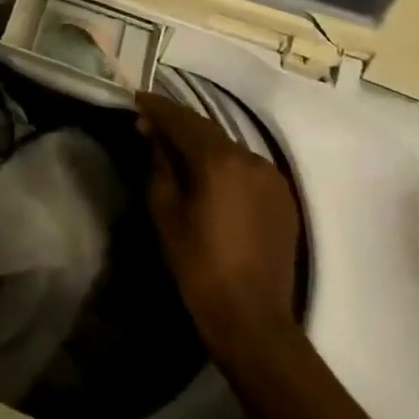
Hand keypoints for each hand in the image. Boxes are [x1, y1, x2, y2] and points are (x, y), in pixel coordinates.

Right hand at [136, 91, 301, 362]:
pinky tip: (207, 171)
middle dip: (177, 122)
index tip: (136, 99)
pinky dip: (223, 161)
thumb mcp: (165, 211)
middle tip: (150, 120)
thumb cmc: (198, 265)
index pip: (181, 120)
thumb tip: (153, 134)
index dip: (156, 108)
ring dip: (201, 141)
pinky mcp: (283, 197)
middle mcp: (250, 158)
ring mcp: (271, 177)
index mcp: (218, 160)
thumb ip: (159, 164)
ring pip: (227, 146)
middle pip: (206, 128)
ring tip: (176, 145)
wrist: (252, 318)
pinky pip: (246, 166)